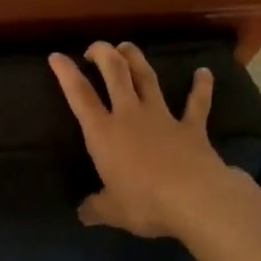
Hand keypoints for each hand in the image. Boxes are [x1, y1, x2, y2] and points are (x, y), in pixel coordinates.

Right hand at [48, 42, 243, 239]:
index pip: (80, 96)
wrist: (195, 199)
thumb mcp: (113, 211)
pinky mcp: (191, 127)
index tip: (56, 56)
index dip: (66, 73)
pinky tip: (204, 73)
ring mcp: (162, 117)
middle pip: (115, 73)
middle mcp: (130, 116)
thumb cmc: (145, 202)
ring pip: (147, 79)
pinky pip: (197, 104)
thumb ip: (96, 208)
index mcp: (104, 133)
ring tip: (128, 46)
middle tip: (96, 47)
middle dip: (103, 54)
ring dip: (137, 60)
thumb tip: (83, 213)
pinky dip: (201, 87)